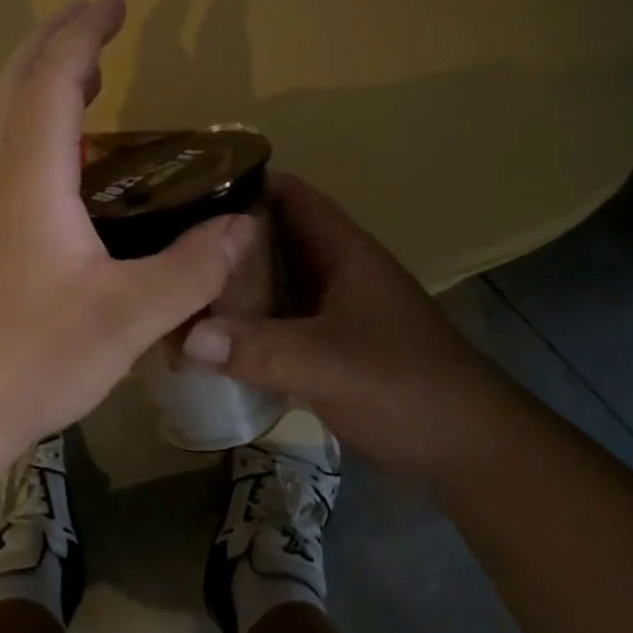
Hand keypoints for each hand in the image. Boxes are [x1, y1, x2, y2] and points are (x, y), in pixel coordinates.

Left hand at [0, 0, 254, 473]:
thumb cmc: (33, 357)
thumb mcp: (129, 316)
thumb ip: (192, 268)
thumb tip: (242, 226)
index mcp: (30, 178)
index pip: (53, 79)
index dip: (84, 33)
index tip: (116, 2)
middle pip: (15, 84)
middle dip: (56, 41)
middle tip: (99, 21)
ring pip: (5, 119)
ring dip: (42, 82)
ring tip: (90, 75)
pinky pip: (7, 155)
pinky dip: (37, 127)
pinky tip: (69, 163)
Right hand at [182, 173, 500, 479]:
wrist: (467, 450)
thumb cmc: (406, 387)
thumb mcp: (329, 363)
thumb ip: (258, 348)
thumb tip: (185, 337)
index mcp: (344, 252)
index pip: (291, 195)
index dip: (243, 183)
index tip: (186, 189)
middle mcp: (334, 272)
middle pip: (272, 239)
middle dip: (222, 239)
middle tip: (164, 243)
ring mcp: (331, 312)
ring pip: (271, 284)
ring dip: (229, 286)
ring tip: (173, 285)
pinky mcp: (326, 348)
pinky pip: (274, 324)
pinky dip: (242, 325)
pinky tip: (205, 337)